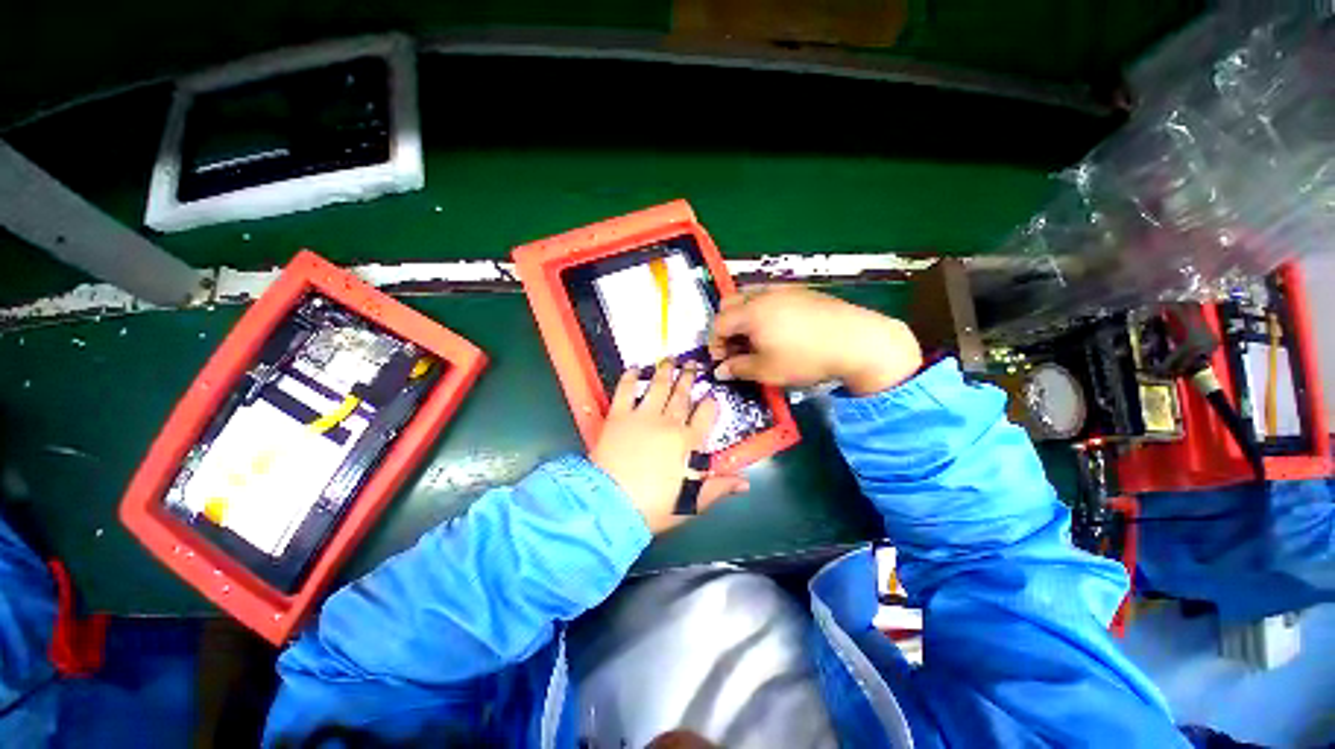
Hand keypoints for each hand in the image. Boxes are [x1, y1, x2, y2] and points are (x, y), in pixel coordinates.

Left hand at [591, 361, 748, 533]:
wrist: (611, 506)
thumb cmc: (653, 506)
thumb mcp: (690, 502)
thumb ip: (718, 488)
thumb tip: (745, 482)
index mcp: (686, 442)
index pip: (704, 417)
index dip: (709, 405)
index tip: (711, 395)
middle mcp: (667, 423)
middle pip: (681, 396)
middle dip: (688, 378)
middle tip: (692, 363)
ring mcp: (642, 416)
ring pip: (657, 387)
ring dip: (664, 372)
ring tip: (669, 358)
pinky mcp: (618, 416)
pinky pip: (625, 391)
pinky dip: (629, 378)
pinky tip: (634, 368)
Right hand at [707, 286, 922, 394]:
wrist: (857, 341)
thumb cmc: (806, 358)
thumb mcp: (767, 370)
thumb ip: (738, 369)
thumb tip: (720, 371)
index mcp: (750, 312)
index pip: (719, 323)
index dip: (715, 343)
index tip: (722, 361)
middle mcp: (763, 294)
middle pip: (730, 304)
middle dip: (726, 326)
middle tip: (736, 348)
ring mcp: (783, 289)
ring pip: (750, 296)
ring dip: (743, 316)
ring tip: (755, 337)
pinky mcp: (801, 291)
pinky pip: (770, 295)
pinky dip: (762, 310)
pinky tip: (778, 328)